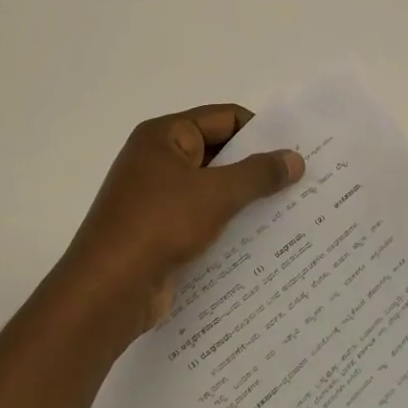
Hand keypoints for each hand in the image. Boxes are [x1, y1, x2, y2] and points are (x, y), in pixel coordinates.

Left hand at [59, 105, 303, 338]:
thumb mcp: (216, 194)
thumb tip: (295, 158)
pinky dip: (227, 225)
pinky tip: (260, 240)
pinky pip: (201, 219)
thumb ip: (258, 174)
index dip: (260, 131)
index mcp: (164, 136)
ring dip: (244, 199)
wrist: (108, 289)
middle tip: (299, 182)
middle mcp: (157, 160)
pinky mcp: (159, 232)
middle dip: (255, 168)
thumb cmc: (159, 225)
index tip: (294, 152)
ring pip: (211, 189)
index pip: (223, 118)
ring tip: (288, 211)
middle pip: (218, 153)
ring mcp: (156, 198)